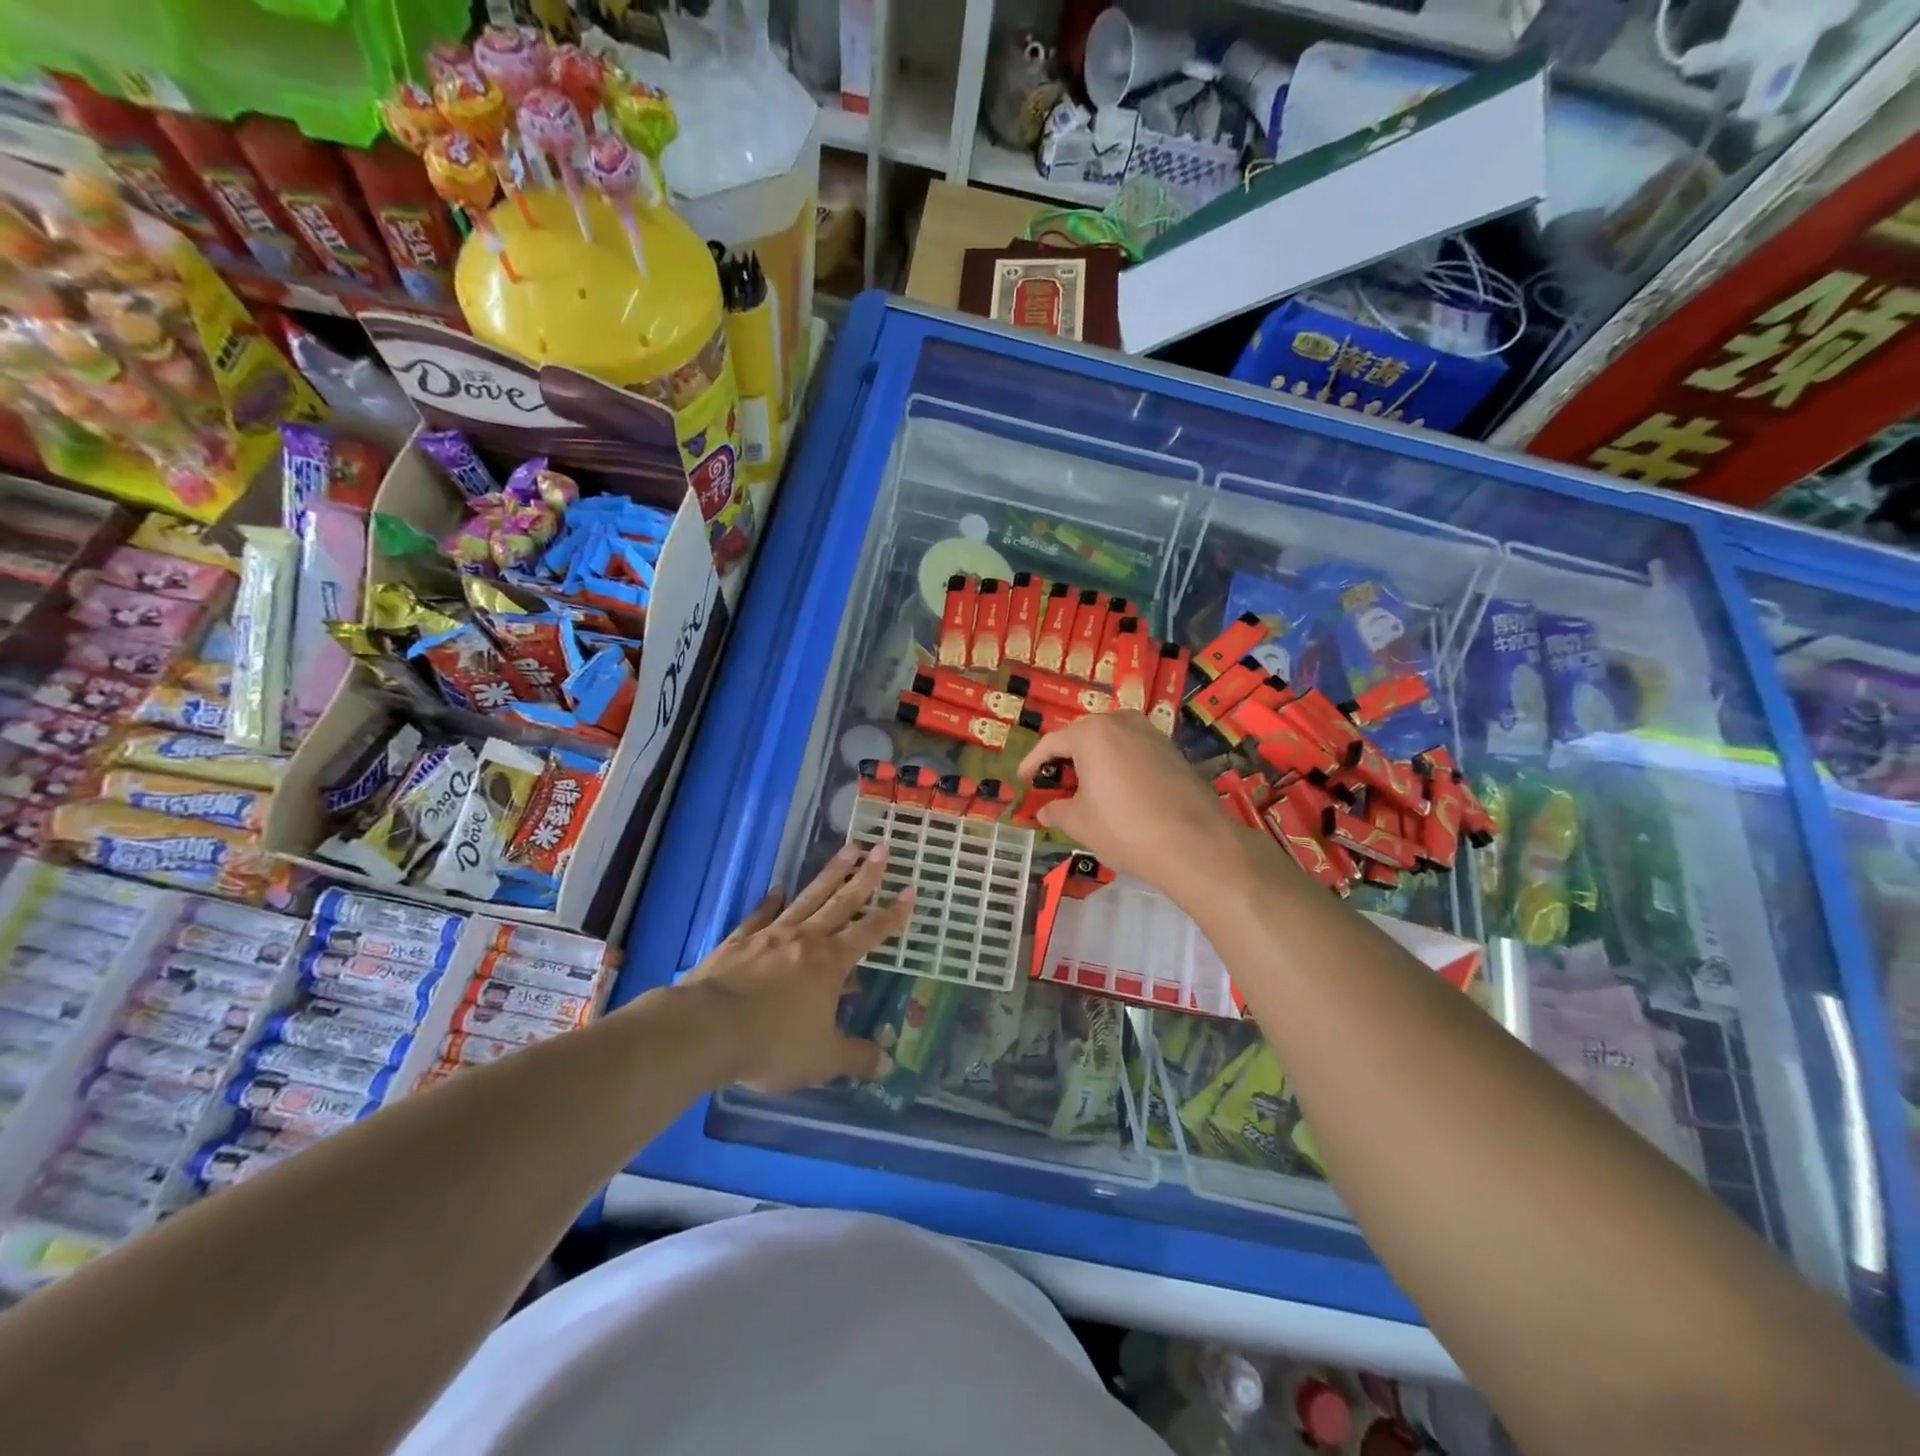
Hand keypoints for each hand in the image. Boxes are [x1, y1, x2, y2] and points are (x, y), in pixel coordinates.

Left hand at [680, 845, 913, 1092]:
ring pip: (808, 897)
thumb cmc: (772, 1044)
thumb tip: (887, 1064)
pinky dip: (771, 901)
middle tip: (882, 848)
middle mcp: (806, 939)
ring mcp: (771, 935)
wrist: (706, 1029)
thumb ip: (856, 1058)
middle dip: (866, 876)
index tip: (912, 890)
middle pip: (842, 901)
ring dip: (830, 873)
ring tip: (848, 848)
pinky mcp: (739, 941)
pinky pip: (761, 915)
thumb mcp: (822, 1060)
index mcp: (831, 963)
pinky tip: (777, 889)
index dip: (894, 914)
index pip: (871, 932)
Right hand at [1016, 711, 1261, 899]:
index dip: (1032, 763)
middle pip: (1083, 736)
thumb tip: (1045, 810)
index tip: (1023, 781)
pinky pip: (1134, 751)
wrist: (1194, 844)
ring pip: (1111, 741)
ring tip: (1084, 788)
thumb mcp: (1080, 822)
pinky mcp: (1173, 751)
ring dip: (1094, 760)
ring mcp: (1151, 734)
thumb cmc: (1125, 828)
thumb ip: (1057, 810)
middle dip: (1065, 759)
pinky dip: (1118, 765)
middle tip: (1053, 785)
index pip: (1051, 743)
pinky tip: (1117, 792)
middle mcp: (1122, 722)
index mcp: (1092, 733)